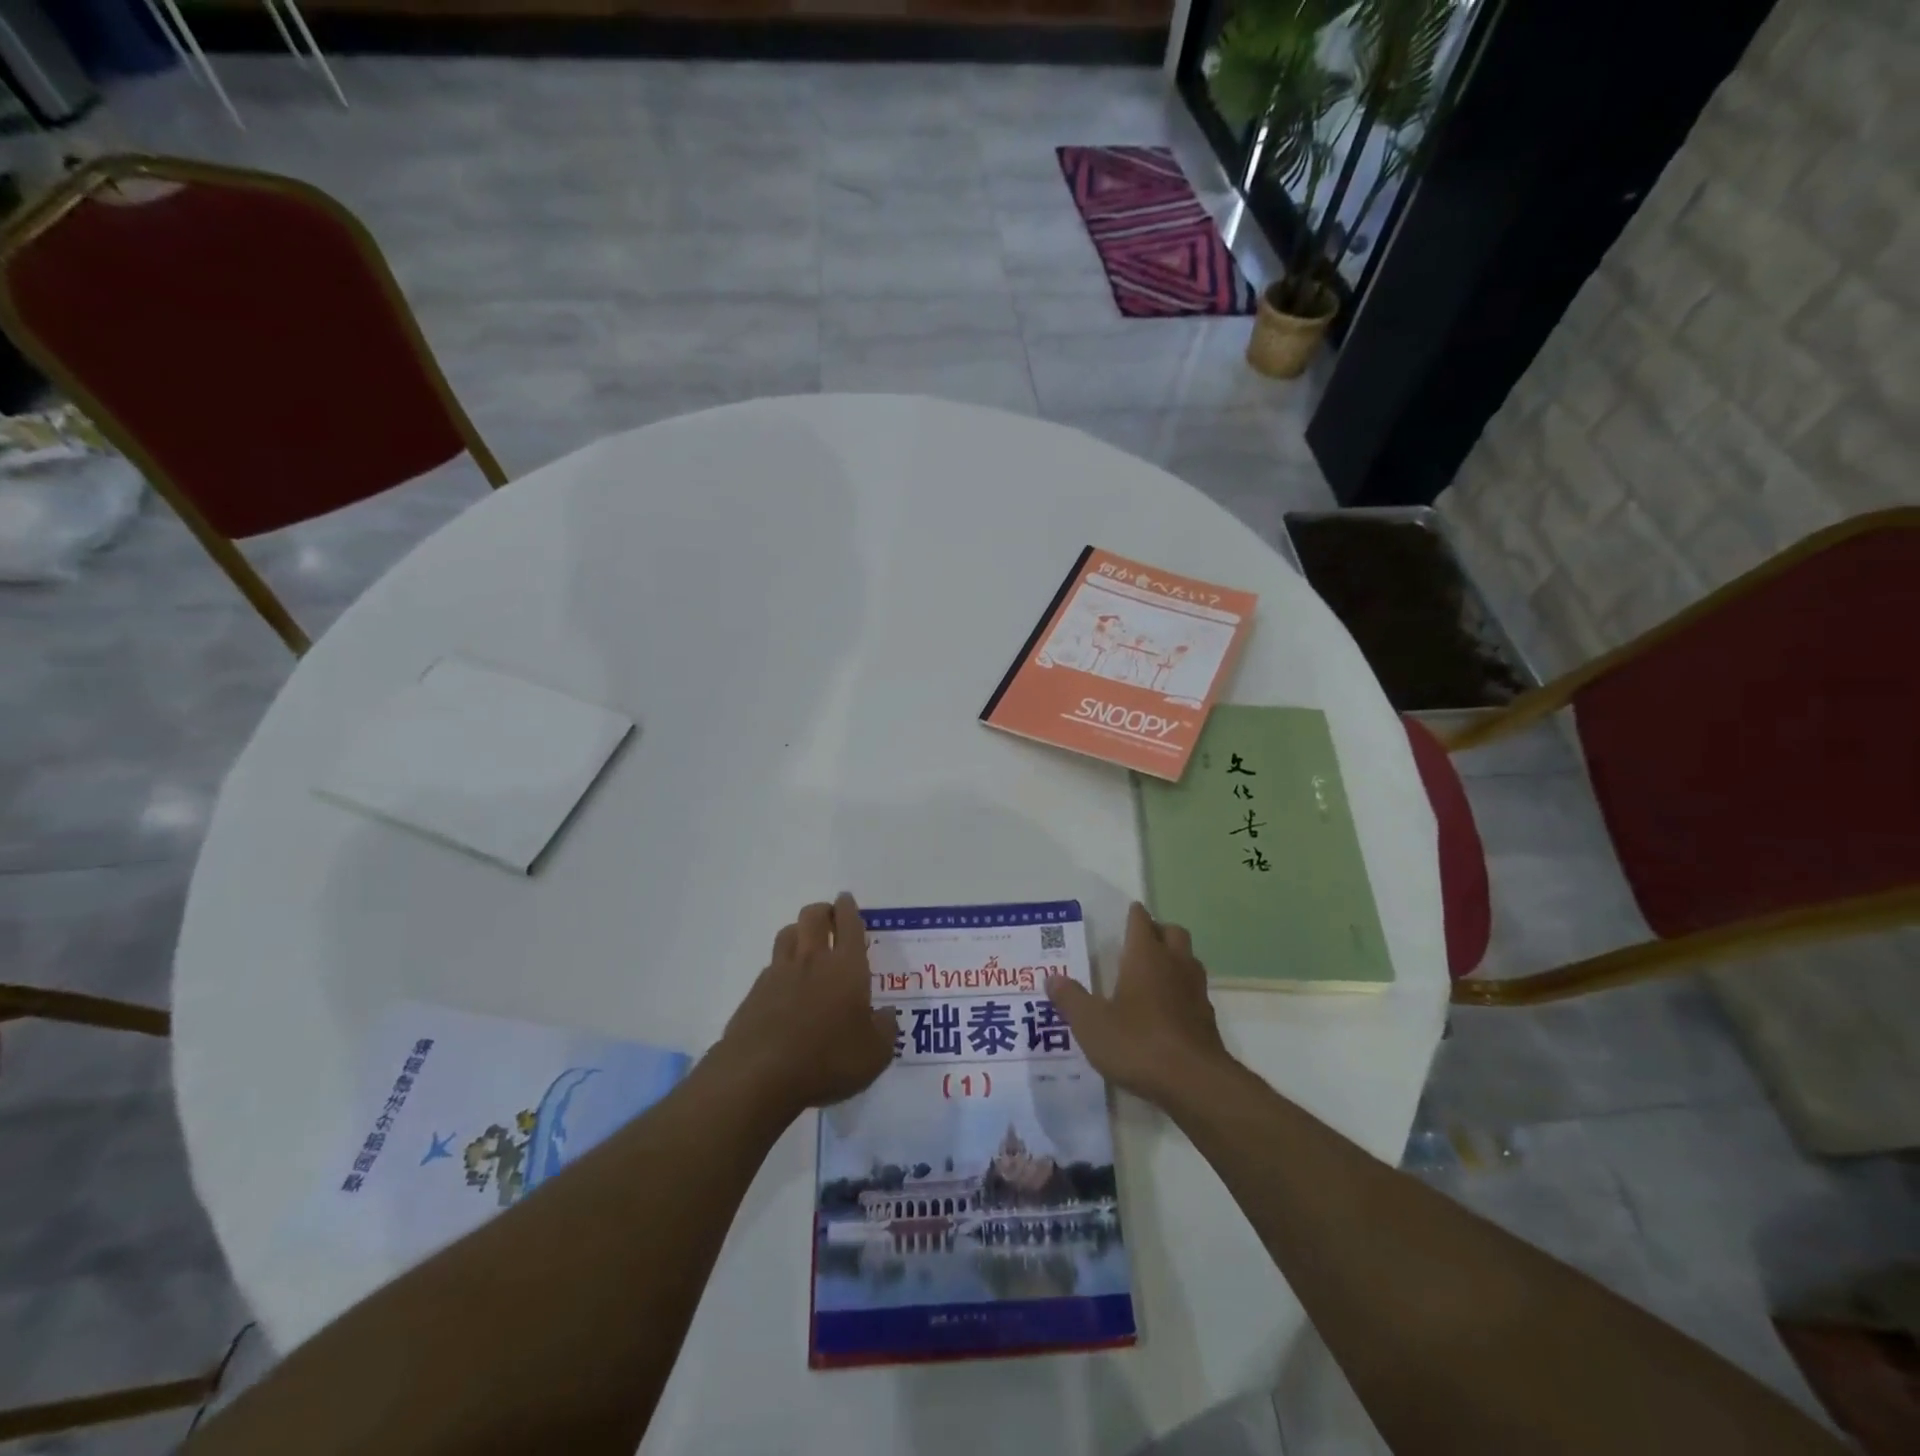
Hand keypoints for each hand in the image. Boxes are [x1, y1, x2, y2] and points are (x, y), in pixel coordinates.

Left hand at [716, 894, 897, 1119]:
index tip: (846, 900)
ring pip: (787, 935)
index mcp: (846, 967)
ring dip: (798, 932)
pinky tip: (785, 987)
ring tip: (806, 945)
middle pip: (812, 916)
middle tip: (830, 919)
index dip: (849, 908)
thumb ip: (885, 1029)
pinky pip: (770, 967)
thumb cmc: (828, 1060)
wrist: (760, 1075)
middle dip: (822, 911)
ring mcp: (778, 974)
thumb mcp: (875, 1054)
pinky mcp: (754, 994)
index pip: (849, 924)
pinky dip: (780, 968)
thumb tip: (885, 1014)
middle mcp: (812, 960)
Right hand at [1047, 902, 1233, 1105]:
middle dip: (1158, 932)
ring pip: (1188, 960)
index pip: (1141, 921)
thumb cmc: (1138, 1043)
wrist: (1194, 1083)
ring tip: (1152, 975)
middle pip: (1173, 933)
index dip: (1133, 915)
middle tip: (1139, 944)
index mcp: (1145, 956)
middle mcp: (1174, 964)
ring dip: (1174, 960)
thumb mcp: (1091, 1023)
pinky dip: (1182, 992)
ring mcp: (1196, 991)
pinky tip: (1166, 1011)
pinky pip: (1194, 991)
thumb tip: (1052, 979)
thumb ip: (1070, 999)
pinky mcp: (1207, 1019)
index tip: (1126, 914)